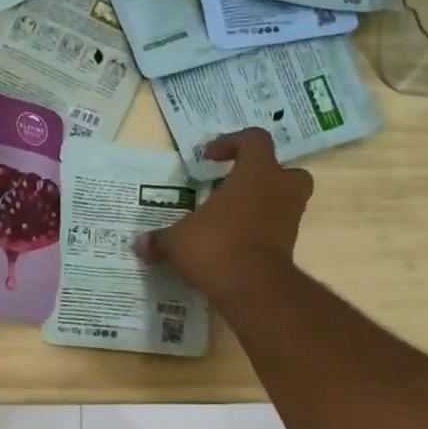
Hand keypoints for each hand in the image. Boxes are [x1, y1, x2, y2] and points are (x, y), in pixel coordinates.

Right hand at [134, 129, 312, 302]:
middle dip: (264, 176)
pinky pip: (275, 233)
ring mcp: (289, 221)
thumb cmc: (216, 246)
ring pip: (284, 203)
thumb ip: (160, 239)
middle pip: (285, 171)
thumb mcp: (178, 241)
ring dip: (262, 207)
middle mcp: (280, 191)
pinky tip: (233, 247)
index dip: (232, 143)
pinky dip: (259, 236)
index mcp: (256, 173)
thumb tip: (138, 244)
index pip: (254, 140)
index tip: (209, 158)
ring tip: (231, 220)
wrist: (252, 288)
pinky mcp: (288, 249)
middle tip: (237, 187)